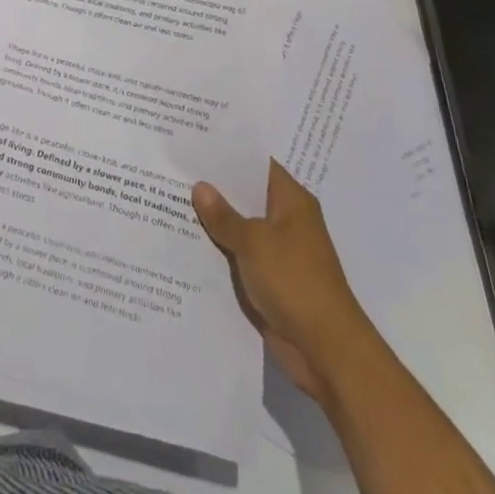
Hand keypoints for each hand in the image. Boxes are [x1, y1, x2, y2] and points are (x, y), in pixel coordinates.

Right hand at [193, 161, 362, 398]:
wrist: (326, 350)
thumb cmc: (294, 281)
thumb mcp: (254, 242)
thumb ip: (224, 216)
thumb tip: (200, 187)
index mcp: (291, 201)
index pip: (257, 165)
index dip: (228, 154)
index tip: (195, 143)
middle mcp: (287, 221)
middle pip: (246, 196)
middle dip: (214, 187)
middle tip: (172, 169)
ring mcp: (278, 253)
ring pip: (240, 228)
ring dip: (213, 222)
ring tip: (168, 201)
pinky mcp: (270, 281)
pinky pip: (239, 257)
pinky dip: (218, 252)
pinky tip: (185, 244)